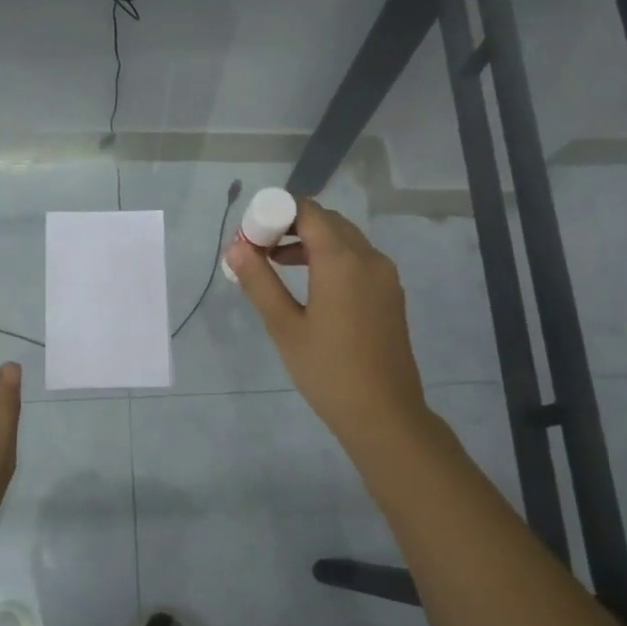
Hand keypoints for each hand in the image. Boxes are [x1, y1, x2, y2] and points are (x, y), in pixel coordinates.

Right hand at [227, 197, 433, 454]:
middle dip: (290, 225)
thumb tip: (236, 248)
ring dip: (310, 241)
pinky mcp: (390, 294)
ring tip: (275, 265)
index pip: (307, 211)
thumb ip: (259, 281)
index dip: (275, 213)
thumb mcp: (284, 326)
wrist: (384, 414)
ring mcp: (384, 276)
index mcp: (342, 260)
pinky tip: (309, 285)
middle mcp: (369, 257)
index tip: (250, 236)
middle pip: (326, 221)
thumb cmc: (328, 371)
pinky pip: (358, 259)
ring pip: (344, 239)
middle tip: (259, 249)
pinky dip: (331, 257)